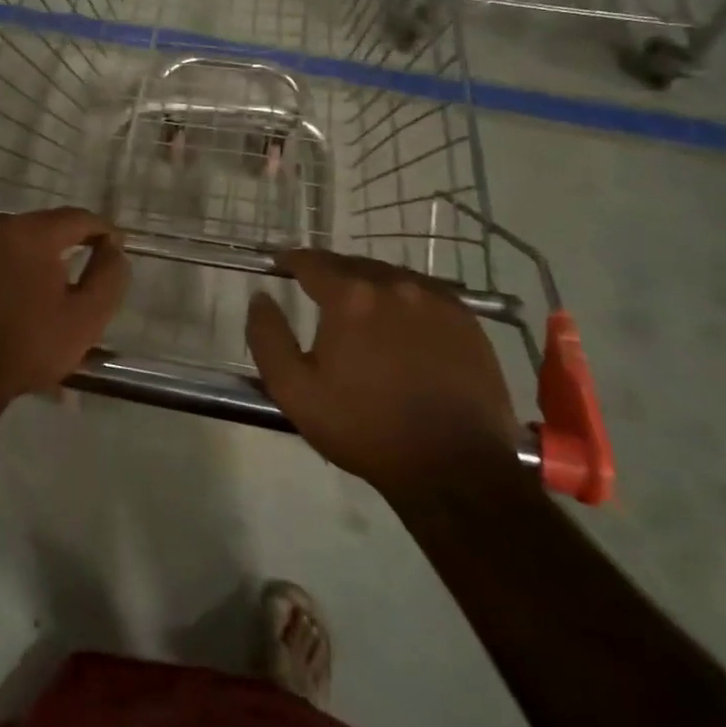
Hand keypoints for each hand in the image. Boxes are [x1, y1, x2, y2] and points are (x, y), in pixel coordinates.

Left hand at [0, 208, 129, 415]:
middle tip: (73, 280)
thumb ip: (108, 276)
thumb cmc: (27, 346)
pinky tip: (0, 306)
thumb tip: (113, 248)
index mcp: (32, 233)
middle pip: (39, 230)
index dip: (101, 230)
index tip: (113, 247)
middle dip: (61, 250)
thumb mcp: (85, 318)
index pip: (77, 218)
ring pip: (6, 247)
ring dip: (25, 264)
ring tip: (34, 298)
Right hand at [245, 251, 523, 502]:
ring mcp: (435, 299)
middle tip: (316, 290)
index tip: (280, 264)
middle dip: (329, 273)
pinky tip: (400, 320)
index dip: (291, 260)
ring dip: (367, 283)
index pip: (312, 262)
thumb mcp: (295, 391)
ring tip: (358, 306)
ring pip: (389, 275)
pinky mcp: (466, 319)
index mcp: (350, 298)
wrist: (454, 467)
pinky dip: (403, 297)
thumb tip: (260, 297)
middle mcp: (393, 285)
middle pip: (351, 265)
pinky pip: (424, 292)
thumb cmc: (365, 428)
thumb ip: (268, 337)